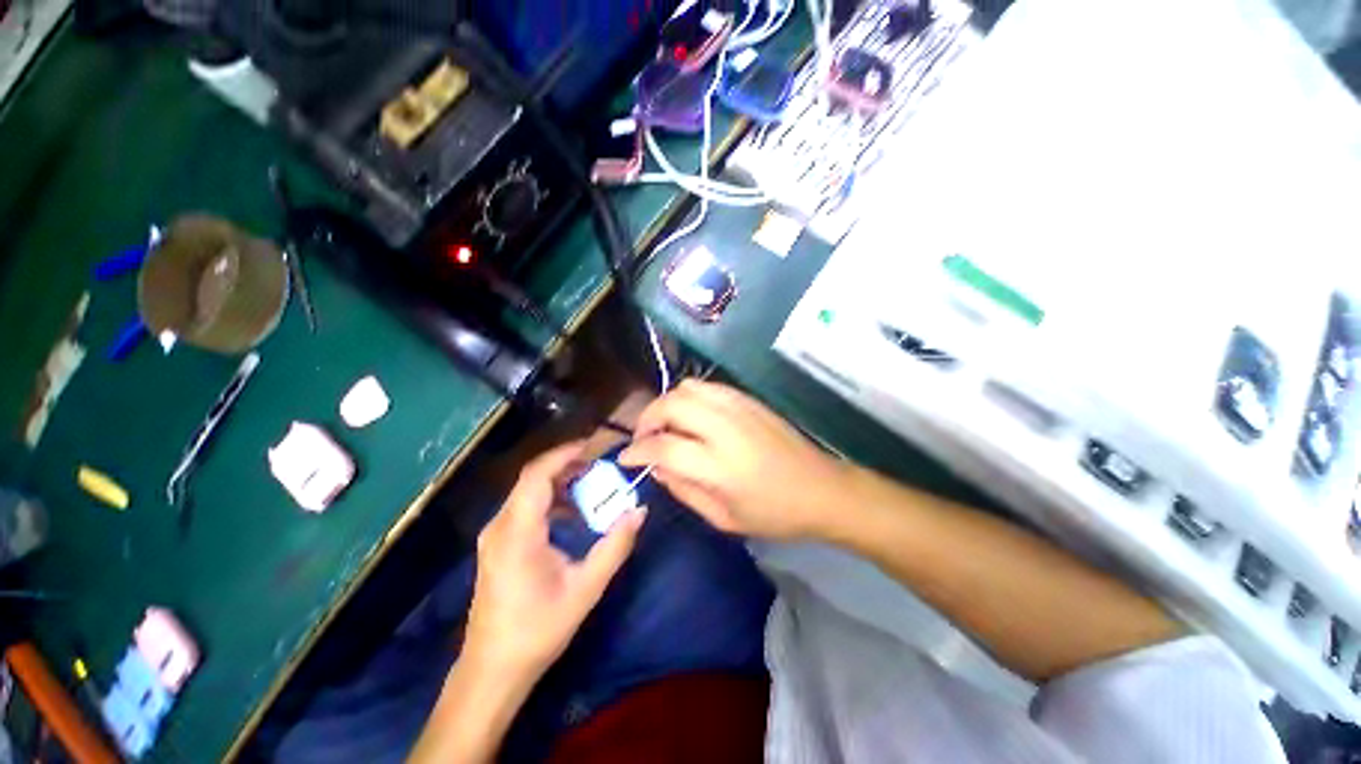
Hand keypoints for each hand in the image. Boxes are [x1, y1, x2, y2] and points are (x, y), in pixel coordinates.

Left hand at [463, 442, 645, 682]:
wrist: (492, 670)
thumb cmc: (538, 630)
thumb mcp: (585, 588)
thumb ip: (615, 546)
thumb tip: (639, 510)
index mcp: (518, 532)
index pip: (537, 475)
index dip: (564, 454)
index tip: (593, 447)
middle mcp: (500, 526)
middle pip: (533, 479)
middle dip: (567, 466)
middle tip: (600, 467)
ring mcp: (495, 535)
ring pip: (528, 492)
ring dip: (560, 483)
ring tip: (591, 486)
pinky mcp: (497, 544)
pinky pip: (525, 507)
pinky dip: (550, 500)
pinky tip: (572, 515)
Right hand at [618, 380, 849, 540]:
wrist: (821, 489)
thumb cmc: (774, 514)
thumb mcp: (723, 518)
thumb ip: (683, 490)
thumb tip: (656, 467)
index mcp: (718, 465)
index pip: (662, 447)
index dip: (637, 451)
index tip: (625, 458)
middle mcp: (725, 428)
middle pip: (671, 405)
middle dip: (647, 419)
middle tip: (644, 438)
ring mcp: (739, 408)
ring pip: (688, 387)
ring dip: (667, 403)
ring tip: (665, 424)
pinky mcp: (749, 400)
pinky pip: (708, 386)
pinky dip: (690, 396)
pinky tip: (692, 415)